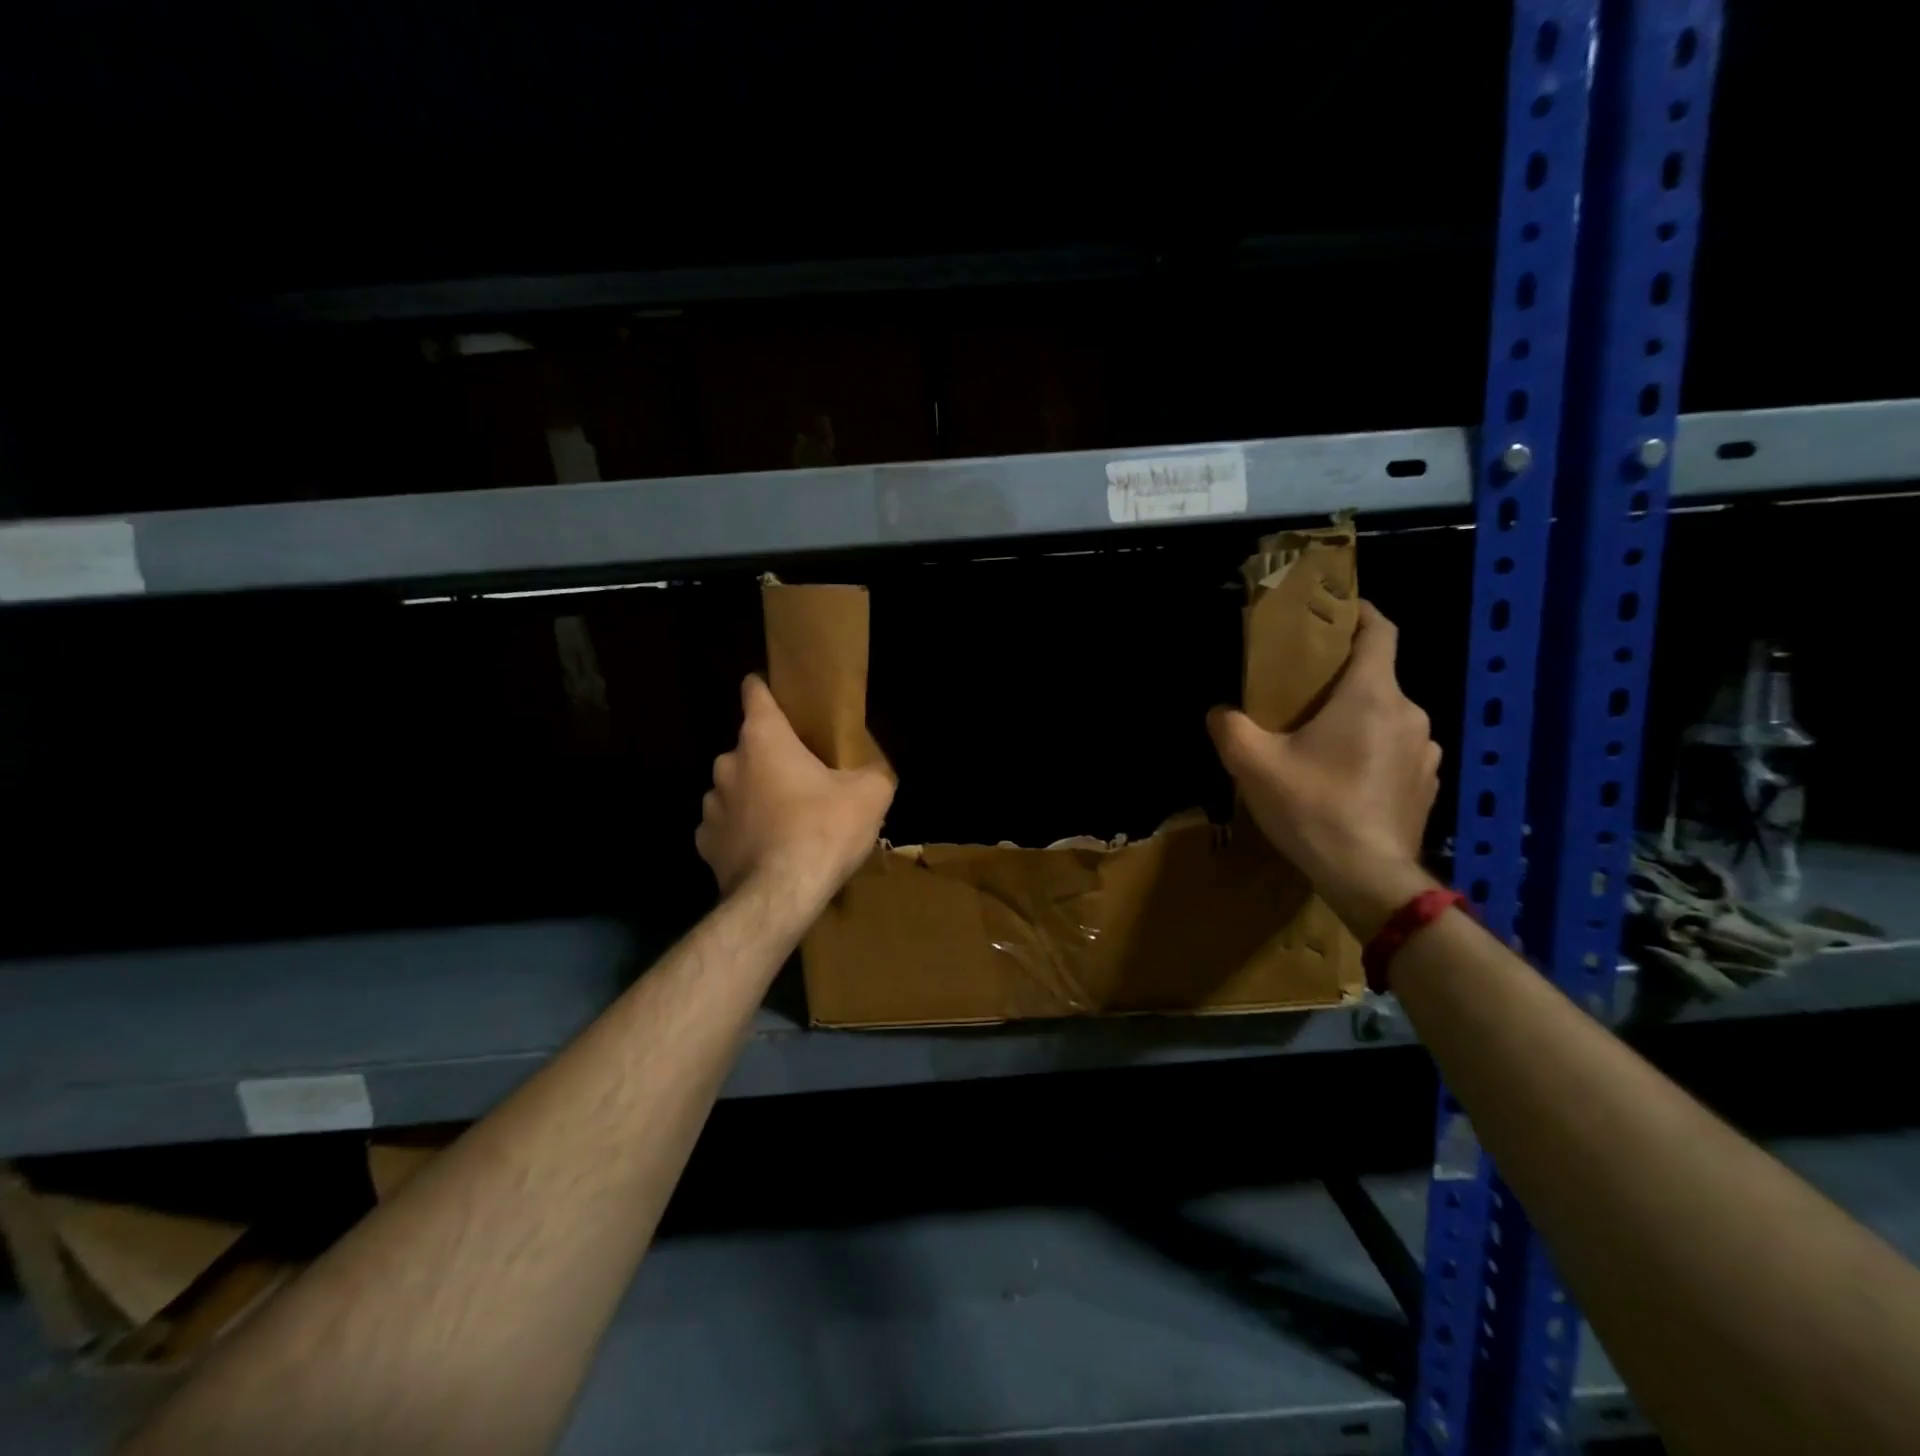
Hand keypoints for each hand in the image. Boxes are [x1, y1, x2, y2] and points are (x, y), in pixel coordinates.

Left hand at [697, 675, 894, 902]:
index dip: (766, 689)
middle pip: (750, 747)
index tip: (778, 695)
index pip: (755, 692)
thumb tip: (872, 773)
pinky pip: (726, 826)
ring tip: (785, 821)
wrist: (781, 896)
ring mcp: (712, 805)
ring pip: (736, 788)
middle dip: (773, 758)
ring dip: (755, 796)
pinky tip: (765, 849)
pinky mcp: (706, 843)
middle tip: (804, 780)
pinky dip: (743, 832)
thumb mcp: (870, 795)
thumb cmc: (824, 830)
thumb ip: (872, 773)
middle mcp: (729, 763)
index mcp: (764, 739)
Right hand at [1207, 602, 1441, 936]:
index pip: (1381, 631)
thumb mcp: (1253, 764)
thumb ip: (1229, 727)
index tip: (1335, 612)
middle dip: (1342, 678)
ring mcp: (1426, 752)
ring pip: (1388, 717)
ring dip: (1357, 719)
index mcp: (1372, 695)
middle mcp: (1410, 714)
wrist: (1369, 878)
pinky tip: (1343, 780)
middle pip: (1378, 677)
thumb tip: (1220, 711)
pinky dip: (1372, 751)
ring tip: (1320, 742)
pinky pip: (1397, 751)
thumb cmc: (1313, 808)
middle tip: (1301, 694)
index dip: (1361, 613)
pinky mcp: (1427, 785)